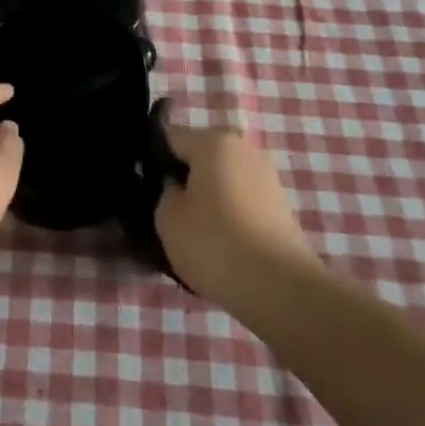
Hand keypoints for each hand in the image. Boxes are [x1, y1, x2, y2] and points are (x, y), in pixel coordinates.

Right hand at [155, 118, 320, 308]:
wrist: (281, 288)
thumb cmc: (215, 242)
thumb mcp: (167, 217)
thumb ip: (164, 191)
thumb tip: (176, 186)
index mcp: (213, 140)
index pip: (170, 137)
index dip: (152, 159)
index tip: (144, 186)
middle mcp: (242, 148)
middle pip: (200, 156)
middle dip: (183, 177)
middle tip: (166, 210)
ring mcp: (266, 175)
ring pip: (221, 178)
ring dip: (206, 197)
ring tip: (192, 232)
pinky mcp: (280, 205)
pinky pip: (241, 199)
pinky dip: (227, 213)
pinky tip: (219, 242)